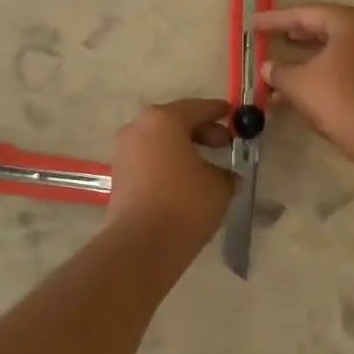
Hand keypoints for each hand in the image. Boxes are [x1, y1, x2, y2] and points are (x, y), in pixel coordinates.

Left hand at [105, 99, 236, 246]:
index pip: (198, 108)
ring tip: (206, 166)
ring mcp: (124, 151)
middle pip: (175, 122)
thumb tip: (224, 175)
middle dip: (201, 131)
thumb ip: (225, 172)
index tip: (234, 115)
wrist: (142, 245)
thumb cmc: (185, 203)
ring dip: (183, 149)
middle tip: (224, 144)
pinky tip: (186, 181)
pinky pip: (149, 160)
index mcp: (164, 119)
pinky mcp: (118, 175)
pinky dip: (168, 163)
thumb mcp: (219, 185)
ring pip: (160, 142)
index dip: (219, 112)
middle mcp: (138, 128)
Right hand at [253, 4, 353, 159]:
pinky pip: (346, 62)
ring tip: (282, 56)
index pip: (306, 14)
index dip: (276, 19)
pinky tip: (302, 81)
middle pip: (324, 25)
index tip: (254, 23)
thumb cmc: (337, 98)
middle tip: (269, 34)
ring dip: (307, 54)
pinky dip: (323, 67)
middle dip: (294, 32)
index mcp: (350, 21)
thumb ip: (278, 71)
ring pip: (335, 46)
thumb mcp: (298, 83)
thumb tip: (267, 68)